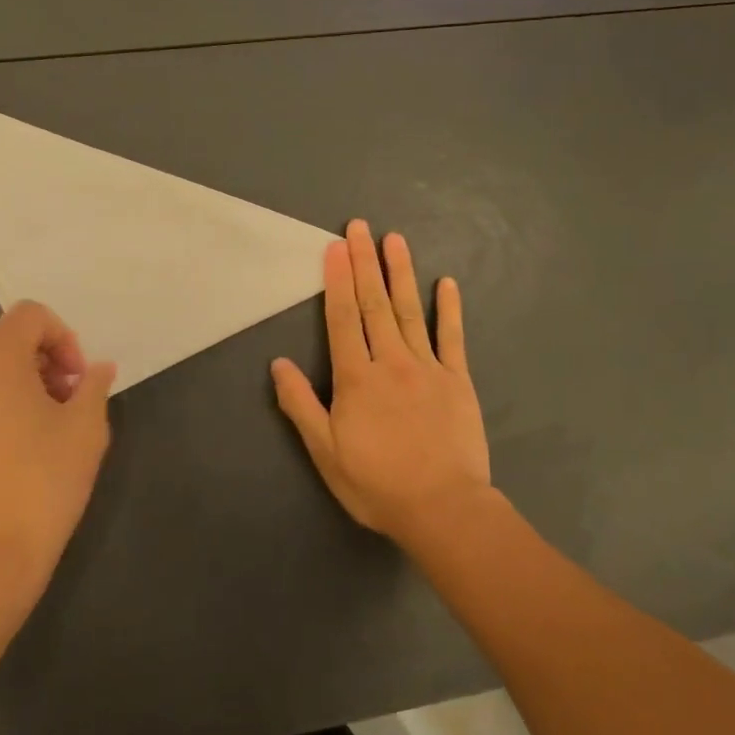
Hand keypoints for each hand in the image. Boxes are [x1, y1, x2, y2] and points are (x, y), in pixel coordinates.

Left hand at [0, 302, 116, 596]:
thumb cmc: (43, 482)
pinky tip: (1, 456)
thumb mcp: (86, 429)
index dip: (63, 338)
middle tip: (63, 405)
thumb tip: (98, 369)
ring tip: (34, 432)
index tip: (77, 382)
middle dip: (39, 363)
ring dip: (11, 387)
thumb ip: (94, 385)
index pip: (30, 316)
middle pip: (2, 342)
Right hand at [272, 222, 493, 544]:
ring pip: (410, 311)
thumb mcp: (325, 452)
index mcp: (356, 378)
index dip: (337, 281)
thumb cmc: (377, 484)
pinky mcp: (457, 380)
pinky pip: (452, 337)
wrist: (442, 508)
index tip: (335, 247)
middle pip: (374, 304)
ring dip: (401, 273)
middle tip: (360, 226)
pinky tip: (446, 283)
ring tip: (394, 239)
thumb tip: (277, 364)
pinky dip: (449, 309)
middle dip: (365, 263)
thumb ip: (301, 405)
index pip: (343, 319)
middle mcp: (390, 362)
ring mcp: (427, 367)